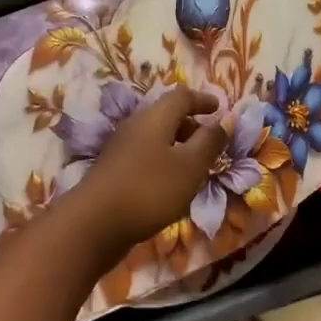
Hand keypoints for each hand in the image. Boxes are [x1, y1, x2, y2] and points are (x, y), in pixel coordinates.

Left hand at [72, 87, 225, 252]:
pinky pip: (146, 155)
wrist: (94, 224)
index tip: (219, 108)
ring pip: (156, 136)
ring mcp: (121, 148)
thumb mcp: (190, 166)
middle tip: (211, 142)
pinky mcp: (114, 170)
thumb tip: (226, 118)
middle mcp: (136, 125)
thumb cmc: (149, 190)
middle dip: (191, 124)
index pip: (182, 96)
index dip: (202, 100)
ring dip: (178, 145)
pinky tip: (170, 185)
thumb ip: (210, 142)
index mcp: (155, 117)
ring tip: (195, 166)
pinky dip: (164, 160)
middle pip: (167, 115)